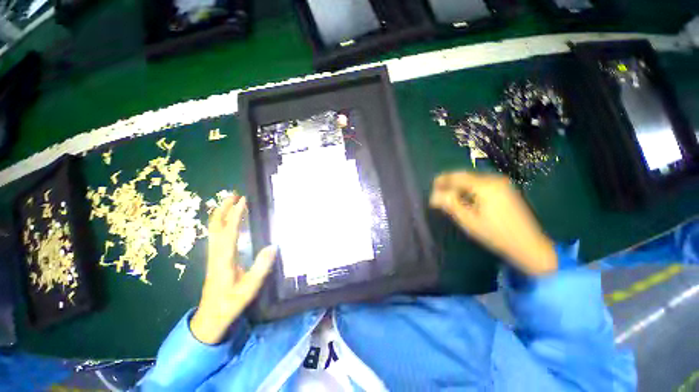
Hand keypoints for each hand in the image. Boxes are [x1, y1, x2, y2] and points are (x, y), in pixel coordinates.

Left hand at [190, 194, 276, 343]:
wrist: (211, 316)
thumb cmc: (231, 302)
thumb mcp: (249, 288)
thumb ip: (261, 267)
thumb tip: (273, 246)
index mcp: (225, 259)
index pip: (230, 231)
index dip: (236, 215)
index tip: (244, 200)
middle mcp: (216, 253)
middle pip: (216, 225)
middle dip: (223, 208)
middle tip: (234, 194)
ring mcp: (214, 255)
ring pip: (214, 229)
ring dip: (221, 213)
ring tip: (232, 202)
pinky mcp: (215, 257)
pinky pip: (216, 234)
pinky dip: (222, 222)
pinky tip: (229, 220)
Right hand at [430, 171, 556, 275]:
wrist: (528, 245)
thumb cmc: (495, 234)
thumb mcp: (468, 220)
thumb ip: (450, 204)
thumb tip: (434, 195)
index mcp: (485, 186)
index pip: (457, 176)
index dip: (442, 180)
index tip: (432, 187)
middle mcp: (494, 179)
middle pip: (465, 175)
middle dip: (449, 182)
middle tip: (438, 193)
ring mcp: (502, 184)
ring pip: (472, 179)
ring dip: (459, 186)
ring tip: (448, 196)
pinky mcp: (505, 189)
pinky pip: (481, 183)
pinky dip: (469, 188)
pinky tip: (464, 198)